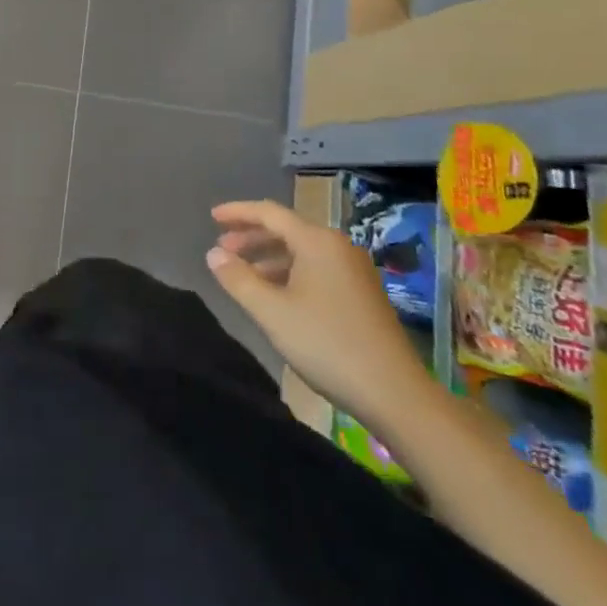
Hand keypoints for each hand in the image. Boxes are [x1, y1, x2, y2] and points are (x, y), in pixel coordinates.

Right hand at [207, 197, 434, 429]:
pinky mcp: (362, 292)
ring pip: (302, 251)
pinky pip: (316, 268)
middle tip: (221, 249)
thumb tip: (213, 254)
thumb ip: (238, 278)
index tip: (211, 217)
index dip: (237, 212)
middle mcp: (338, 247)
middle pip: (287, 229)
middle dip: (251, 236)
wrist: (395, 393)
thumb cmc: (326, 344)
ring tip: (242, 273)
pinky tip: (275, 294)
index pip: (269, 213)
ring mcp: (354, 270)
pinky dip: (289, 272)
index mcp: (317, 242)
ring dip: (268, 257)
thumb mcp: (271, 311)